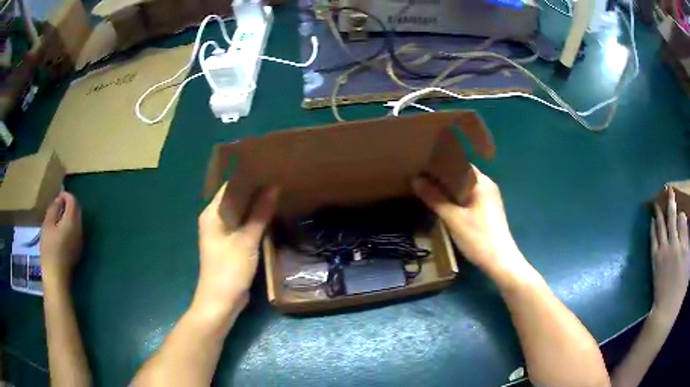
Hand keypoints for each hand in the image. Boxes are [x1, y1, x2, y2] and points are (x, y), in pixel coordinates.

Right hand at [40, 192, 82, 284]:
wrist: (57, 277)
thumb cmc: (49, 249)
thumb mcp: (47, 225)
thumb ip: (54, 209)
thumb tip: (59, 200)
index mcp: (72, 221)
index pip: (73, 201)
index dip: (65, 195)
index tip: (57, 196)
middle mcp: (79, 229)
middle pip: (76, 211)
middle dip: (68, 204)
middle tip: (57, 205)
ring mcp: (80, 241)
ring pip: (76, 222)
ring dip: (69, 216)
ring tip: (57, 217)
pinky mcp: (78, 250)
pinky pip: (75, 232)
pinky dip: (69, 226)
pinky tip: (60, 231)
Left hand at [194, 183, 279, 317]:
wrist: (221, 302)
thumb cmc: (229, 269)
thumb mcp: (247, 240)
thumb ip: (260, 213)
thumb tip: (274, 186)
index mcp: (212, 213)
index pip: (230, 186)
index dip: (248, 176)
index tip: (269, 167)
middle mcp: (215, 219)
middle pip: (235, 198)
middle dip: (254, 189)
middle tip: (278, 177)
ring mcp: (222, 232)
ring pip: (240, 212)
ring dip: (256, 204)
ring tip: (278, 191)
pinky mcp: (230, 244)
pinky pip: (243, 225)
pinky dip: (254, 219)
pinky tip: (271, 214)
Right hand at [412, 165, 525, 278]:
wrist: (500, 261)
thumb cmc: (478, 237)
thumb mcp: (453, 218)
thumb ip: (434, 198)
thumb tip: (415, 180)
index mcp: (482, 182)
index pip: (459, 162)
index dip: (441, 163)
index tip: (423, 164)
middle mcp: (487, 186)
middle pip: (462, 175)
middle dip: (442, 176)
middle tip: (421, 176)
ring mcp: (489, 199)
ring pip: (465, 187)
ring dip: (449, 188)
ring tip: (428, 188)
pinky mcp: (487, 211)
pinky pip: (469, 197)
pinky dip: (456, 198)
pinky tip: (444, 203)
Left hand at [651, 187, 688, 323]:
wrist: (666, 313)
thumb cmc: (680, 293)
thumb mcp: (689, 267)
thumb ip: (689, 248)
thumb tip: (688, 235)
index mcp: (684, 245)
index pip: (682, 219)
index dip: (681, 214)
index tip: (681, 211)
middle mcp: (674, 244)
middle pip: (672, 218)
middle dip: (671, 202)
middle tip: (668, 190)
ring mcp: (664, 252)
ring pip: (661, 225)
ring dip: (659, 212)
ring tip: (657, 201)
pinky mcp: (655, 262)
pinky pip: (653, 240)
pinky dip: (653, 228)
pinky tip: (652, 221)